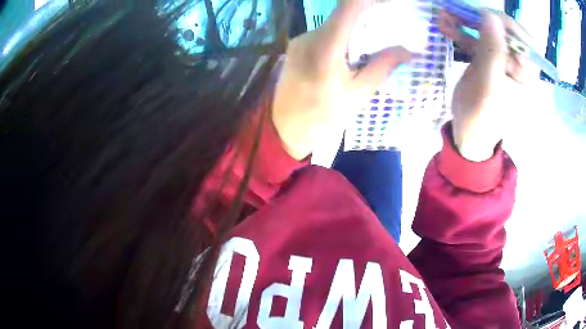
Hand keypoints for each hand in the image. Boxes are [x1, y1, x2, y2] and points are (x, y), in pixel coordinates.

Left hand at [272, 0, 410, 159]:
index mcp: (326, 47)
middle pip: (342, 14)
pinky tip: (351, 52)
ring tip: (374, 42)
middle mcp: (310, 36)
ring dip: (354, 27)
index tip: (388, 5)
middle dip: (367, 15)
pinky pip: (324, 34)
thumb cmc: (322, 117)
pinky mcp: (296, 46)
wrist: (283, 130)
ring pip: (334, 24)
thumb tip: (409, 51)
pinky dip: (341, 36)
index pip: (349, 7)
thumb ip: (381, 67)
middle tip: (389, 26)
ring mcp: (300, 40)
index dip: (368, 1)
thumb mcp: (357, 95)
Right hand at [438, 10, 537, 161]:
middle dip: (483, 18)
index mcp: (527, 74)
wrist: (469, 132)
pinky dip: (462, 29)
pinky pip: (478, 37)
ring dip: (467, 21)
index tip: (484, 17)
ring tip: (446, 18)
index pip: (526, 40)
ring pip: (490, 30)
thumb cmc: (481, 117)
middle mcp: (518, 63)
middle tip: (460, 13)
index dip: (507, 24)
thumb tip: (490, 15)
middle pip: (506, 30)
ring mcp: (503, 59)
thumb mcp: (488, 86)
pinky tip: (447, 27)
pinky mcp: (489, 57)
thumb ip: (493, 51)